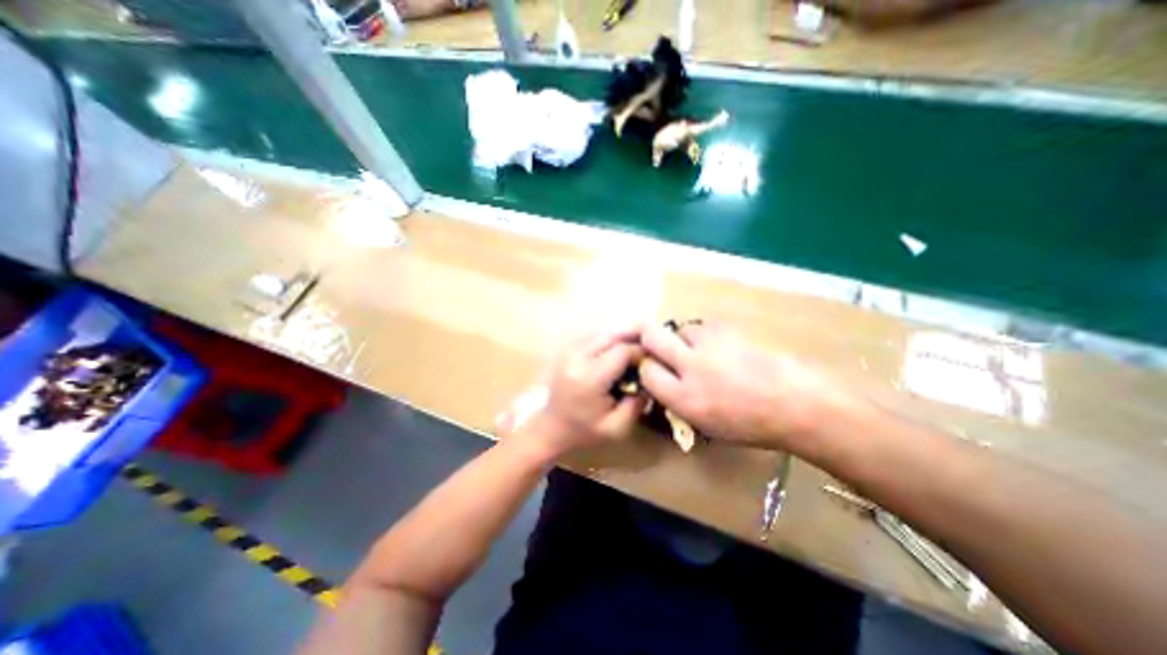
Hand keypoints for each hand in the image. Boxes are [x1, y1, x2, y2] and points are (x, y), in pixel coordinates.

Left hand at [499, 326, 652, 460]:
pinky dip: (608, 337)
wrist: (550, 429)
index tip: (651, 362)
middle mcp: (577, 358)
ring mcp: (568, 351)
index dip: (641, 352)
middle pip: (611, 334)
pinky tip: (617, 347)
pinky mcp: (566, 350)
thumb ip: (638, 403)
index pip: (621, 351)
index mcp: (589, 378)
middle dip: (633, 337)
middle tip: (649, 345)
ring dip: (621, 335)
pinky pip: (591, 334)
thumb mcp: (617, 428)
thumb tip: (650, 378)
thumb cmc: (583, 432)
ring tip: (636, 344)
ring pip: (601, 331)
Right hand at [641, 320, 854, 455]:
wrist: (797, 404)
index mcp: (684, 398)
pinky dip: (703, 336)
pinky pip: (702, 326)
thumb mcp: (705, 425)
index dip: (646, 368)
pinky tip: (717, 347)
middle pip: (653, 337)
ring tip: (697, 351)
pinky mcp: (728, 330)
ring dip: (681, 339)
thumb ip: (676, 401)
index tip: (653, 370)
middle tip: (656, 347)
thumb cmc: (751, 424)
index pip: (646, 371)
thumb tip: (660, 380)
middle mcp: (691, 367)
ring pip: (679, 329)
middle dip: (648, 339)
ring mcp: (711, 344)